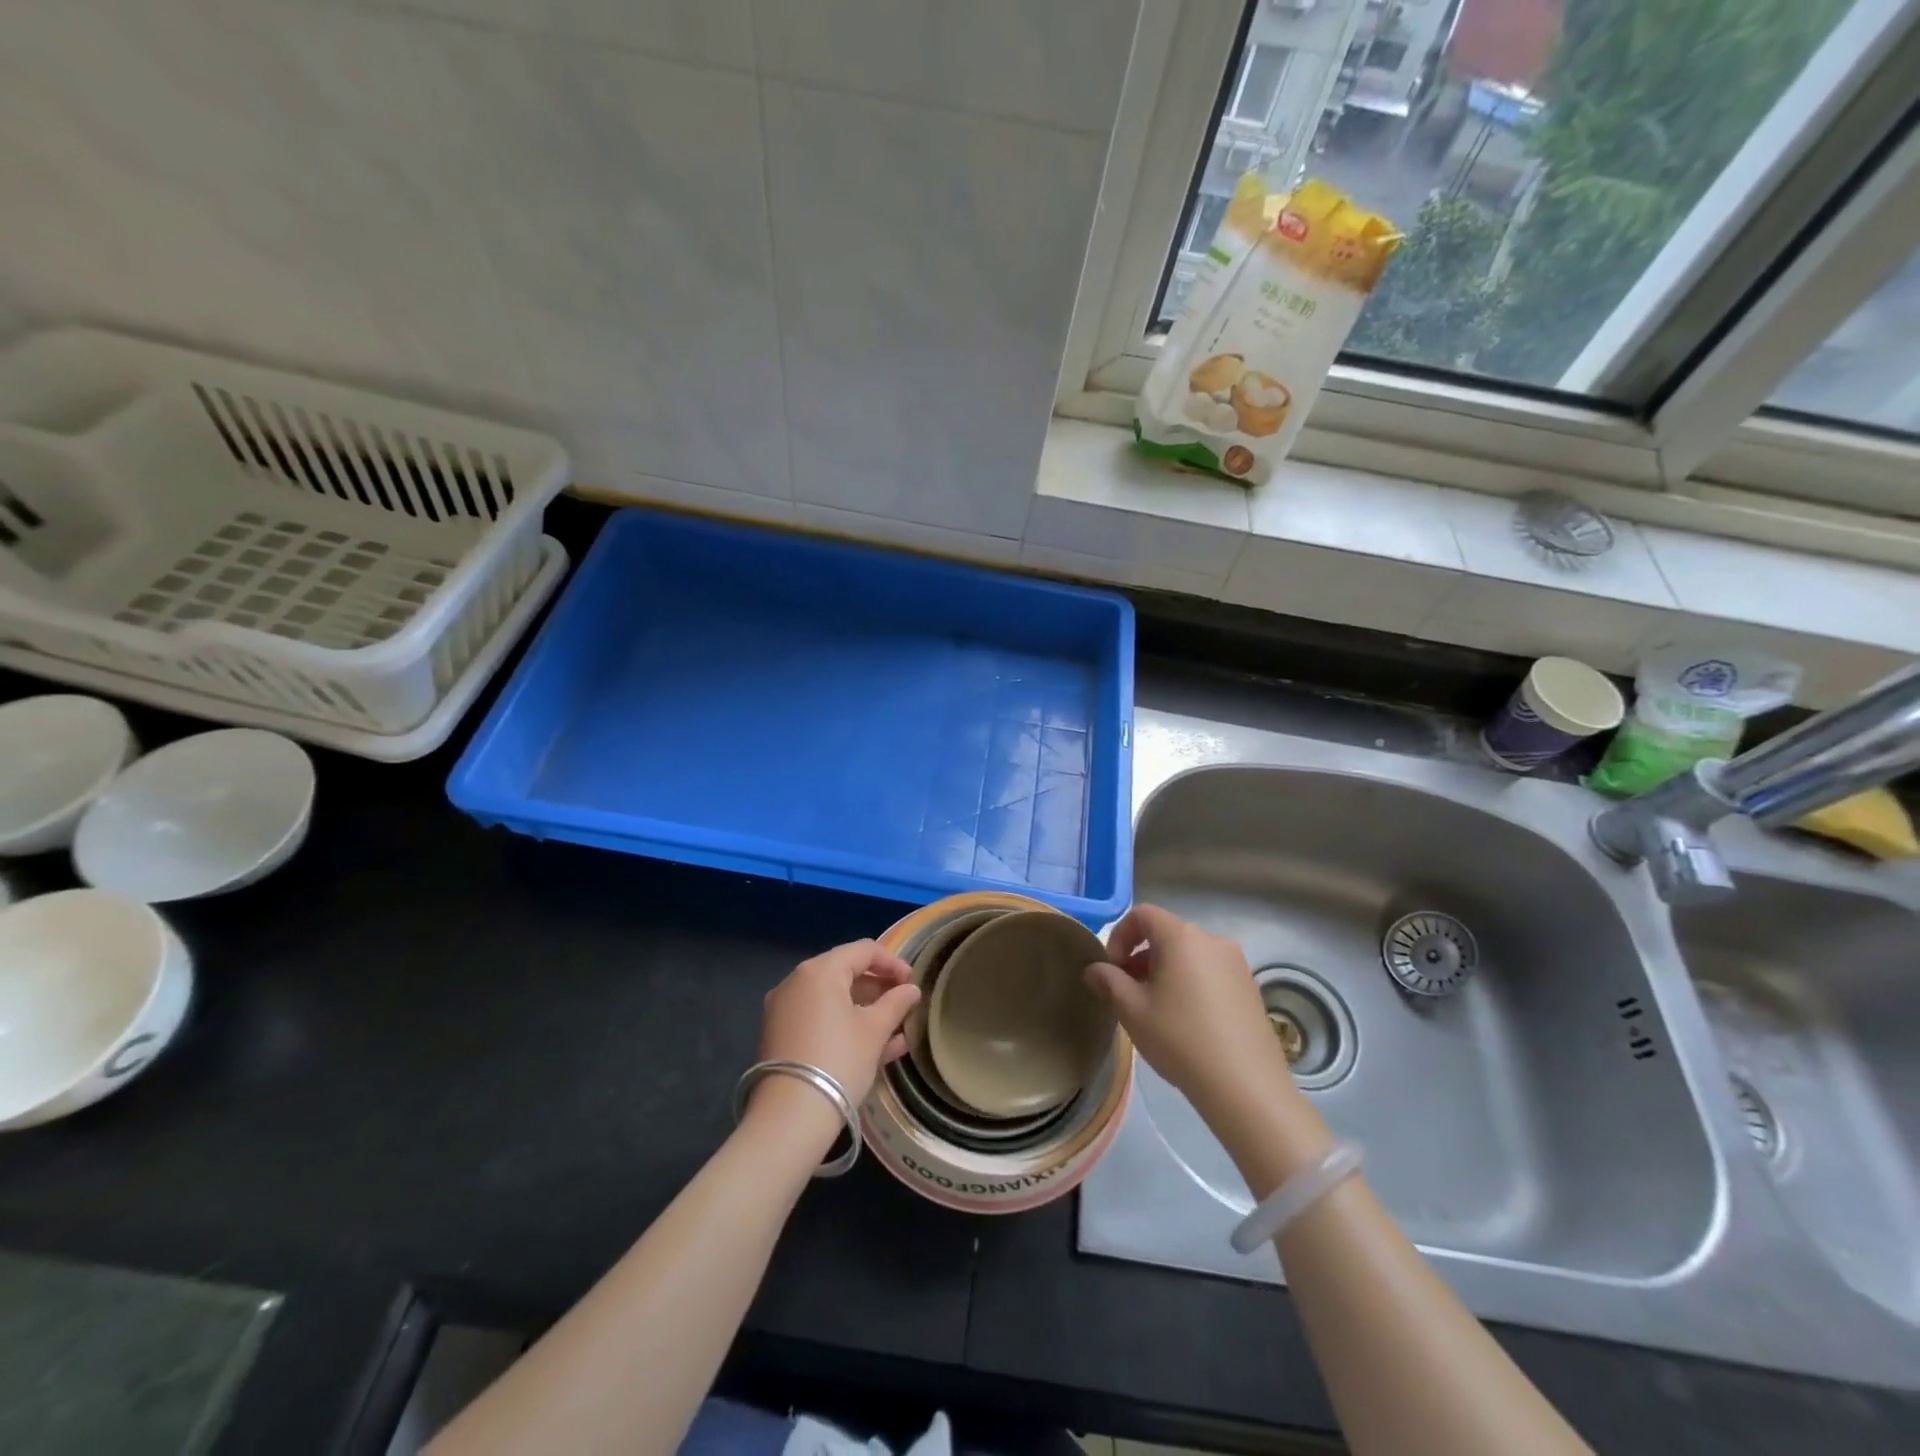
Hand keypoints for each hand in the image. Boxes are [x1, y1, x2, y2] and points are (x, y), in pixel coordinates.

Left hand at [757, 940, 920, 1110]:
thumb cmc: (839, 1061)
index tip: (912, 983)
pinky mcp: (780, 1036)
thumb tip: (911, 990)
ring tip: (896, 1030)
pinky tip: (874, 1047)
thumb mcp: (874, 1030)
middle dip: (879, 988)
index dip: (893, 963)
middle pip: (845, 973)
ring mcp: (784, 1010)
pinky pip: (819, 1019)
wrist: (790, 1117)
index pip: (863, 951)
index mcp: (819, 971)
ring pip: (833, 1000)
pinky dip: (844, 1026)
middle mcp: (796, 982)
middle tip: (904, 1005)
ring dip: (865, 1010)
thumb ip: (896, 1003)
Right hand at [1084, 904, 1297, 1123]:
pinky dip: (1190, 983)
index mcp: (1181, 937)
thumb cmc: (1181, 1039)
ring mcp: (1236, 964)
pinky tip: (1187, 1021)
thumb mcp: (1133, 1011)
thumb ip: (1108, 982)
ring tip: (1156, 1009)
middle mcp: (1212, 940)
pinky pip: (1210, 972)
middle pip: (1167, 934)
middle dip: (1140, 957)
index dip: (1119, 936)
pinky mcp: (1251, 987)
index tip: (1111, 969)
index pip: (1142, 915)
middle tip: (1128, 992)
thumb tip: (1094, 969)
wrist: (1246, 1086)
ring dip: (1165, 971)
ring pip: (1189, 954)